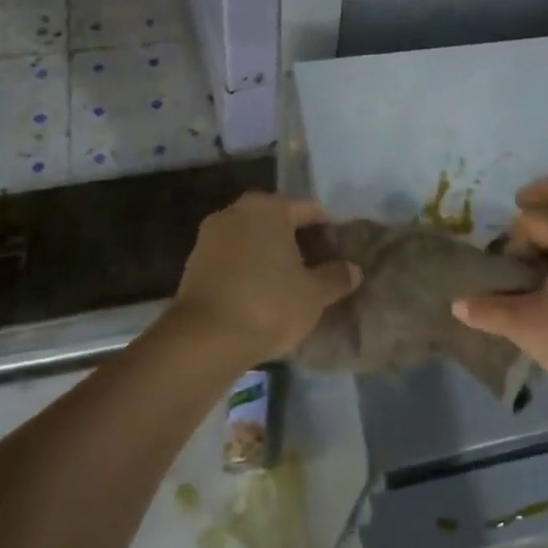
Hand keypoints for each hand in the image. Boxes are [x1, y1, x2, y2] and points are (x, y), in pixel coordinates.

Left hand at [170, 192, 359, 363]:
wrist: (204, 340)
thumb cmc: (269, 304)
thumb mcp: (314, 295)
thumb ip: (336, 277)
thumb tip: (353, 269)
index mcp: (268, 207)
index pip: (308, 210)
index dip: (328, 228)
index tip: (341, 247)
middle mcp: (236, 211)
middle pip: (277, 221)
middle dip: (297, 240)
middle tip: (319, 265)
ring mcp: (210, 236)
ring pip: (252, 240)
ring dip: (269, 256)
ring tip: (291, 282)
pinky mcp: (194, 264)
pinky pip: (232, 260)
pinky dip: (248, 270)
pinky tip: (262, 294)